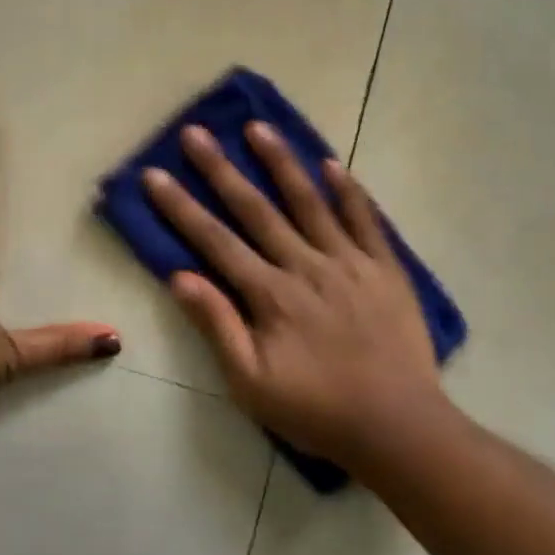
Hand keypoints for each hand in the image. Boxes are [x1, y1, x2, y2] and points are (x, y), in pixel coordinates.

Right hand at [141, 122, 447, 471]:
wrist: (399, 427)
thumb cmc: (318, 411)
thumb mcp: (252, 384)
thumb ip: (218, 326)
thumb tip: (180, 277)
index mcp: (270, 294)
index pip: (215, 240)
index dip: (181, 206)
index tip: (155, 173)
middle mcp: (305, 265)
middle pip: (255, 209)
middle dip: (221, 169)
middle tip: (196, 133)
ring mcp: (349, 261)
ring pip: (309, 201)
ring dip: (280, 162)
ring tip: (258, 127)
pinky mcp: (385, 267)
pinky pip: (365, 219)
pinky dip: (348, 190)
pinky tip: (332, 163)